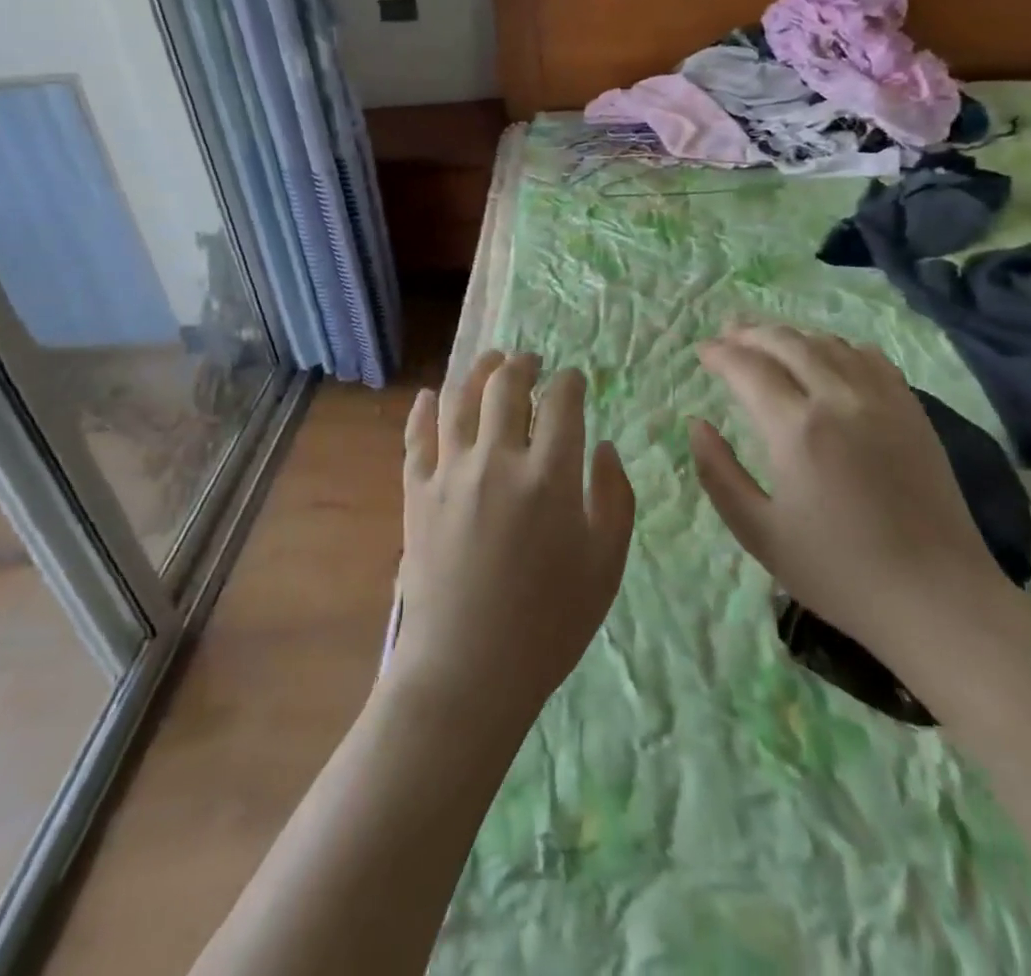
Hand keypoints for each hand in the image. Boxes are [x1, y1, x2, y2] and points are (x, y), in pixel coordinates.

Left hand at [393, 351, 635, 727]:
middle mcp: (497, 458)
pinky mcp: (416, 491)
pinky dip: (424, 409)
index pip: (561, 403)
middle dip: (523, 364)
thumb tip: (603, 447)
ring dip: (476, 372)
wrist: (467, 669)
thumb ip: (615, 498)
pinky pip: (416, 435)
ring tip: (489, 363)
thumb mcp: (606, 566)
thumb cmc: (549, 623)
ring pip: (458, 398)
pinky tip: (430, 396)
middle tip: (531, 361)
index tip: (575, 380)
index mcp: (549, 475)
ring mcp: (450, 472)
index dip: (570, 382)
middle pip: (506, 385)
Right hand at [690, 325, 1009, 663]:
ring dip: (792, 336)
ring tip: (768, 341)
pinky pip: (871, 359)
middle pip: (788, 343)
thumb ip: (718, 473)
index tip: (702, 351)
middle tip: (727, 334)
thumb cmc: (838, 572)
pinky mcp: (913, 412)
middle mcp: (840, 400)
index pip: (749, 368)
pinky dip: (839, 347)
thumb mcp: (759, 533)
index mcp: (797, 430)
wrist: (937, 598)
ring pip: (830, 344)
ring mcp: (883, 401)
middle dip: (751, 332)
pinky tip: (829, 357)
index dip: (720, 354)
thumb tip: (697, 424)